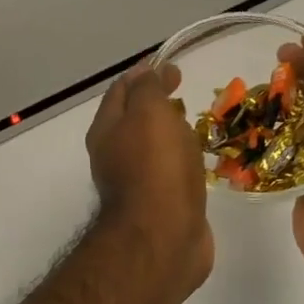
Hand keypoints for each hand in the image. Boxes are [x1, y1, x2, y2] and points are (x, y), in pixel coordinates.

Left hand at [86, 60, 213, 295]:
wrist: (163, 237)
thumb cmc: (155, 168)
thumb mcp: (149, 113)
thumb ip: (147, 89)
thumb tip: (148, 72)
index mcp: (106, 131)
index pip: (120, 91)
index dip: (144, 74)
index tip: (172, 65)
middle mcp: (113, 155)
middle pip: (132, 120)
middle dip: (154, 102)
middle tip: (183, 92)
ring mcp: (135, 182)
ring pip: (150, 147)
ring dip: (168, 132)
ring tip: (194, 122)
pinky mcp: (158, 204)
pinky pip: (168, 172)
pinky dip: (180, 159)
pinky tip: (198, 160)